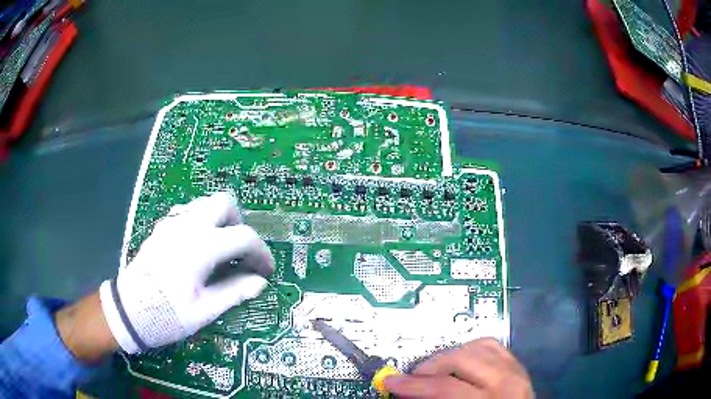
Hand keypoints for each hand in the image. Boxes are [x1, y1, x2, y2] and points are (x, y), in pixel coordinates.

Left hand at [99, 192, 273, 353]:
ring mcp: (171, 223)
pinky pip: (189, 212)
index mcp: (201, 247)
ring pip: (205, 203)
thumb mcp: (204, 311)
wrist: (128, 310)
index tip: (264, 272)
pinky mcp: (162, 228)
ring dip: (220, 221)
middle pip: (224, 203)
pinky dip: (202, 223)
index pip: (244, 236)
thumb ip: (234, 292)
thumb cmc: (166, 314)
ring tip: (220, 252)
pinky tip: (198, 249)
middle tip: (239, 253)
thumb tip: (260, 282)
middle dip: (239, 224)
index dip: (261, 253)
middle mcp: (187, 226)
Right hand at [384, 338, 532, 398]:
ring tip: (434, 371)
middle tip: (411, 378)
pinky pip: (491, 344)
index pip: (445, 388)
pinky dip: (470, 349)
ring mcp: (515, 369)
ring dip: (448, 357)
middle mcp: (506, 381)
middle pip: (460, 359)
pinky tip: (459, 360)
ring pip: (475, 346)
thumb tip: (407, 394)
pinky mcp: (517, 364)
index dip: (413, 386)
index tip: (390, 382)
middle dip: (428, 367)